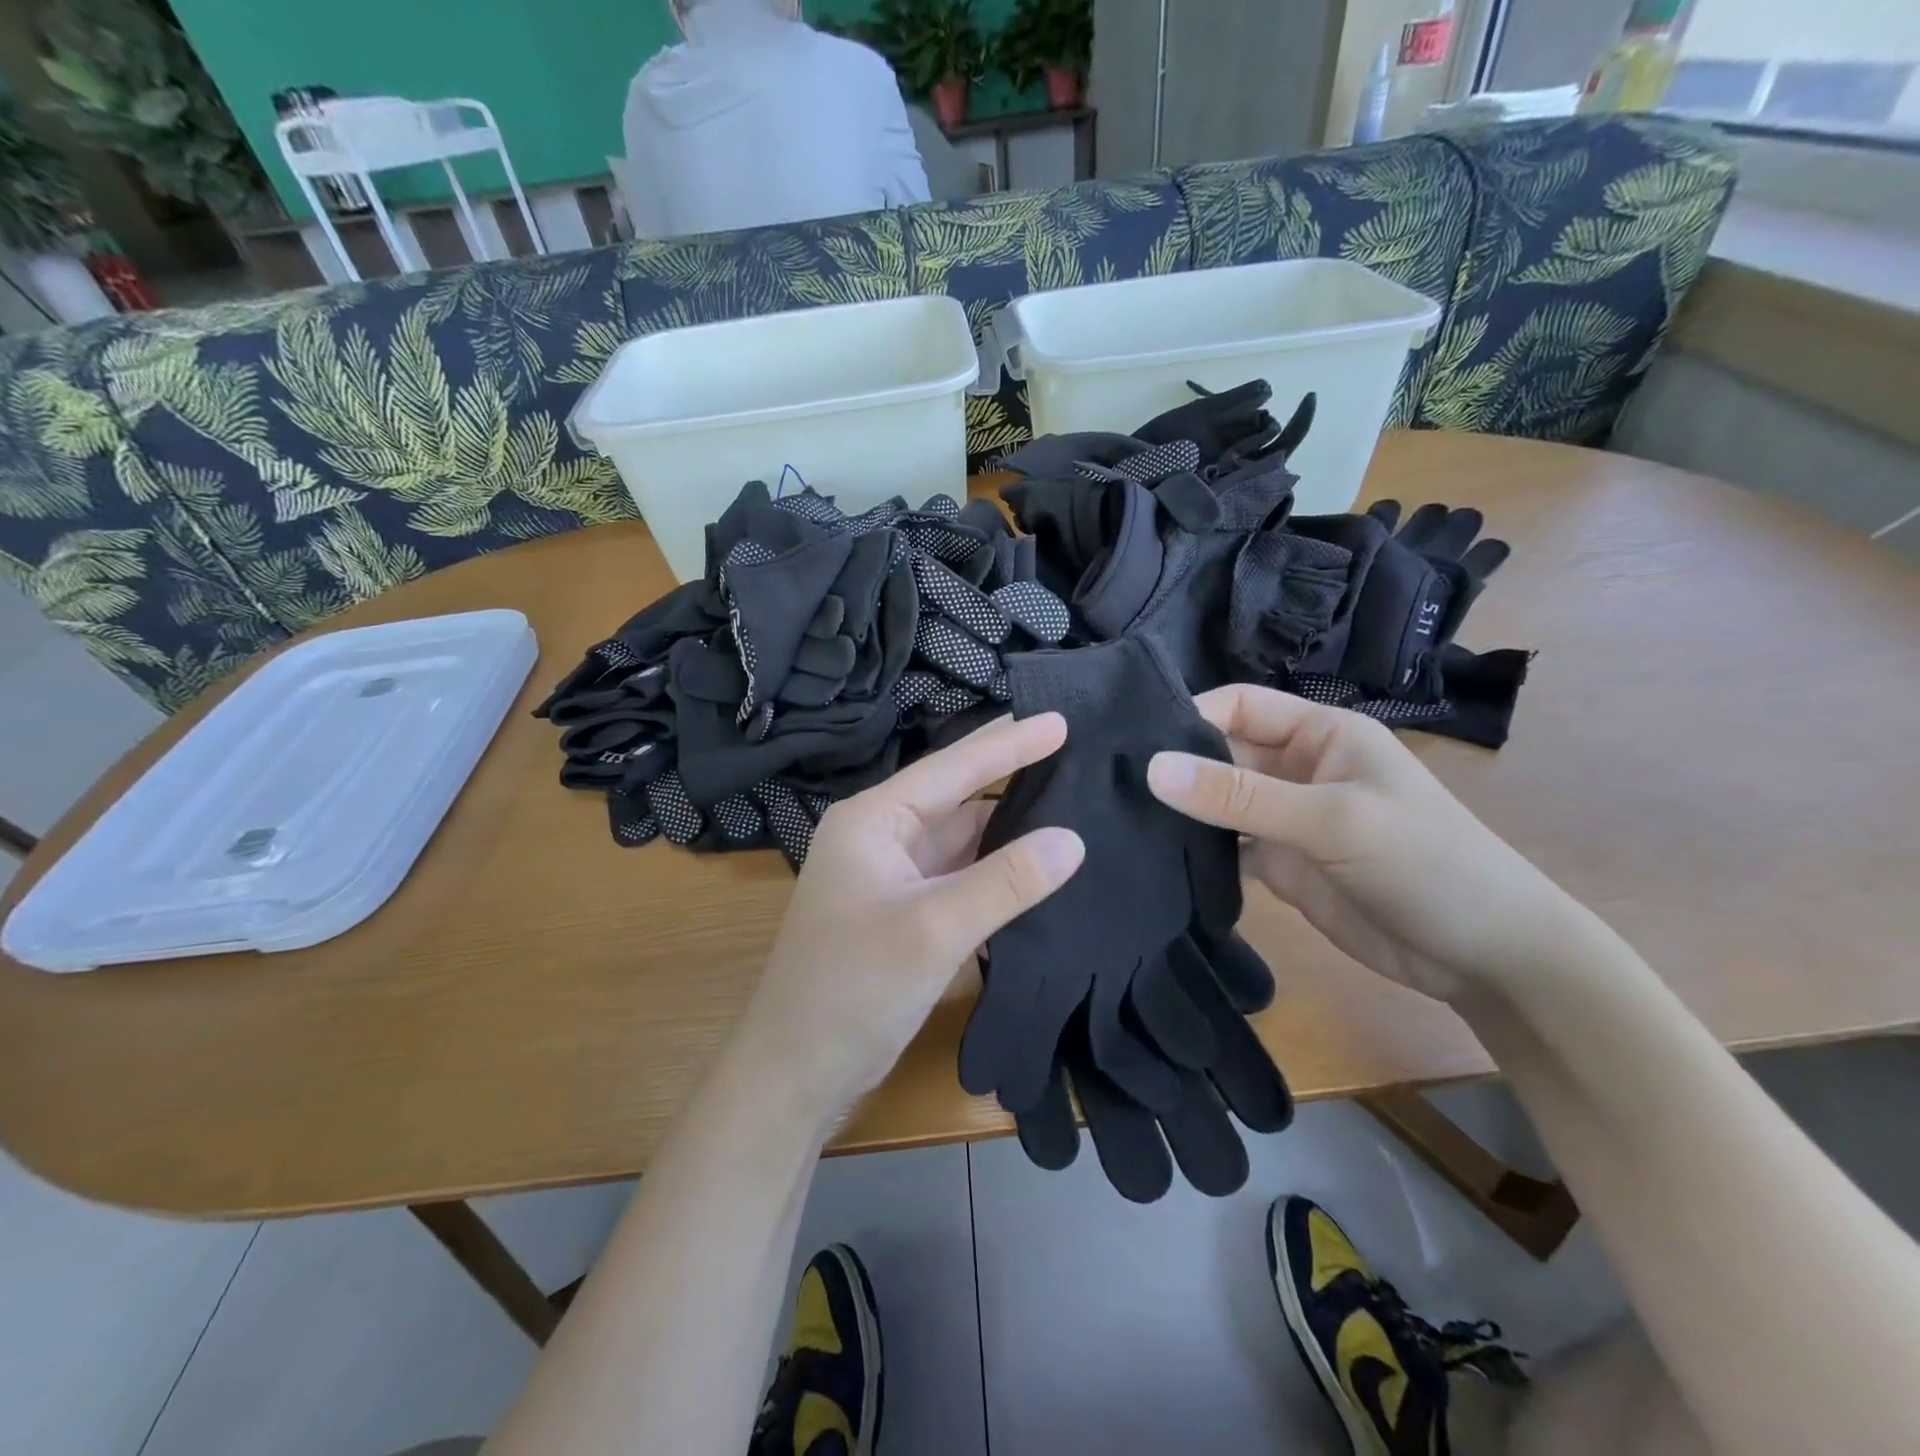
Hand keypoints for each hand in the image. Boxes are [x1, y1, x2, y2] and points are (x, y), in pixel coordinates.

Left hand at [740, 714, 1084, 1118]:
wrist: (796, 1072)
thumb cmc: (853, 989)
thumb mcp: (934, 929)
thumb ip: (1006, 881)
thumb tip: (1073, 839)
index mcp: (873, 820)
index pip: (952, 767)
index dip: (1010, 743)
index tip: (1063, 719)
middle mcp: (880, 836)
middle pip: (956, 794)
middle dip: (1010, 773)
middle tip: (1074, 750)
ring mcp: (892, 875)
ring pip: (960, 835)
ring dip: (1008, 823)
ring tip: (1069, 800)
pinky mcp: (904, 910)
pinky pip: (958, 873)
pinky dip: (995, 867)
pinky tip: (1036, 861)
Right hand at [1146, 684, 1583, 1001]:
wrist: (1487, 956)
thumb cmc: (1425, 863)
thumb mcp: (1331, 820)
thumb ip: (1240, 796)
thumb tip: (1151, 768)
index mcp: (1318, 733)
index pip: (1237, 705)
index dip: (1188, 716)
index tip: (1130, 743)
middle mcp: (1296, 767)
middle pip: (1220, 753)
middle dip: (1173, 766)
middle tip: (1107, 784)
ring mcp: (1285, 818)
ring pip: (1217, 802)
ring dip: (1179, 810)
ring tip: (1117, 819)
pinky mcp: (1280, 864)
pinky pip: (1224, 847)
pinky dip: (1194, 851)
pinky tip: (1152, 858)